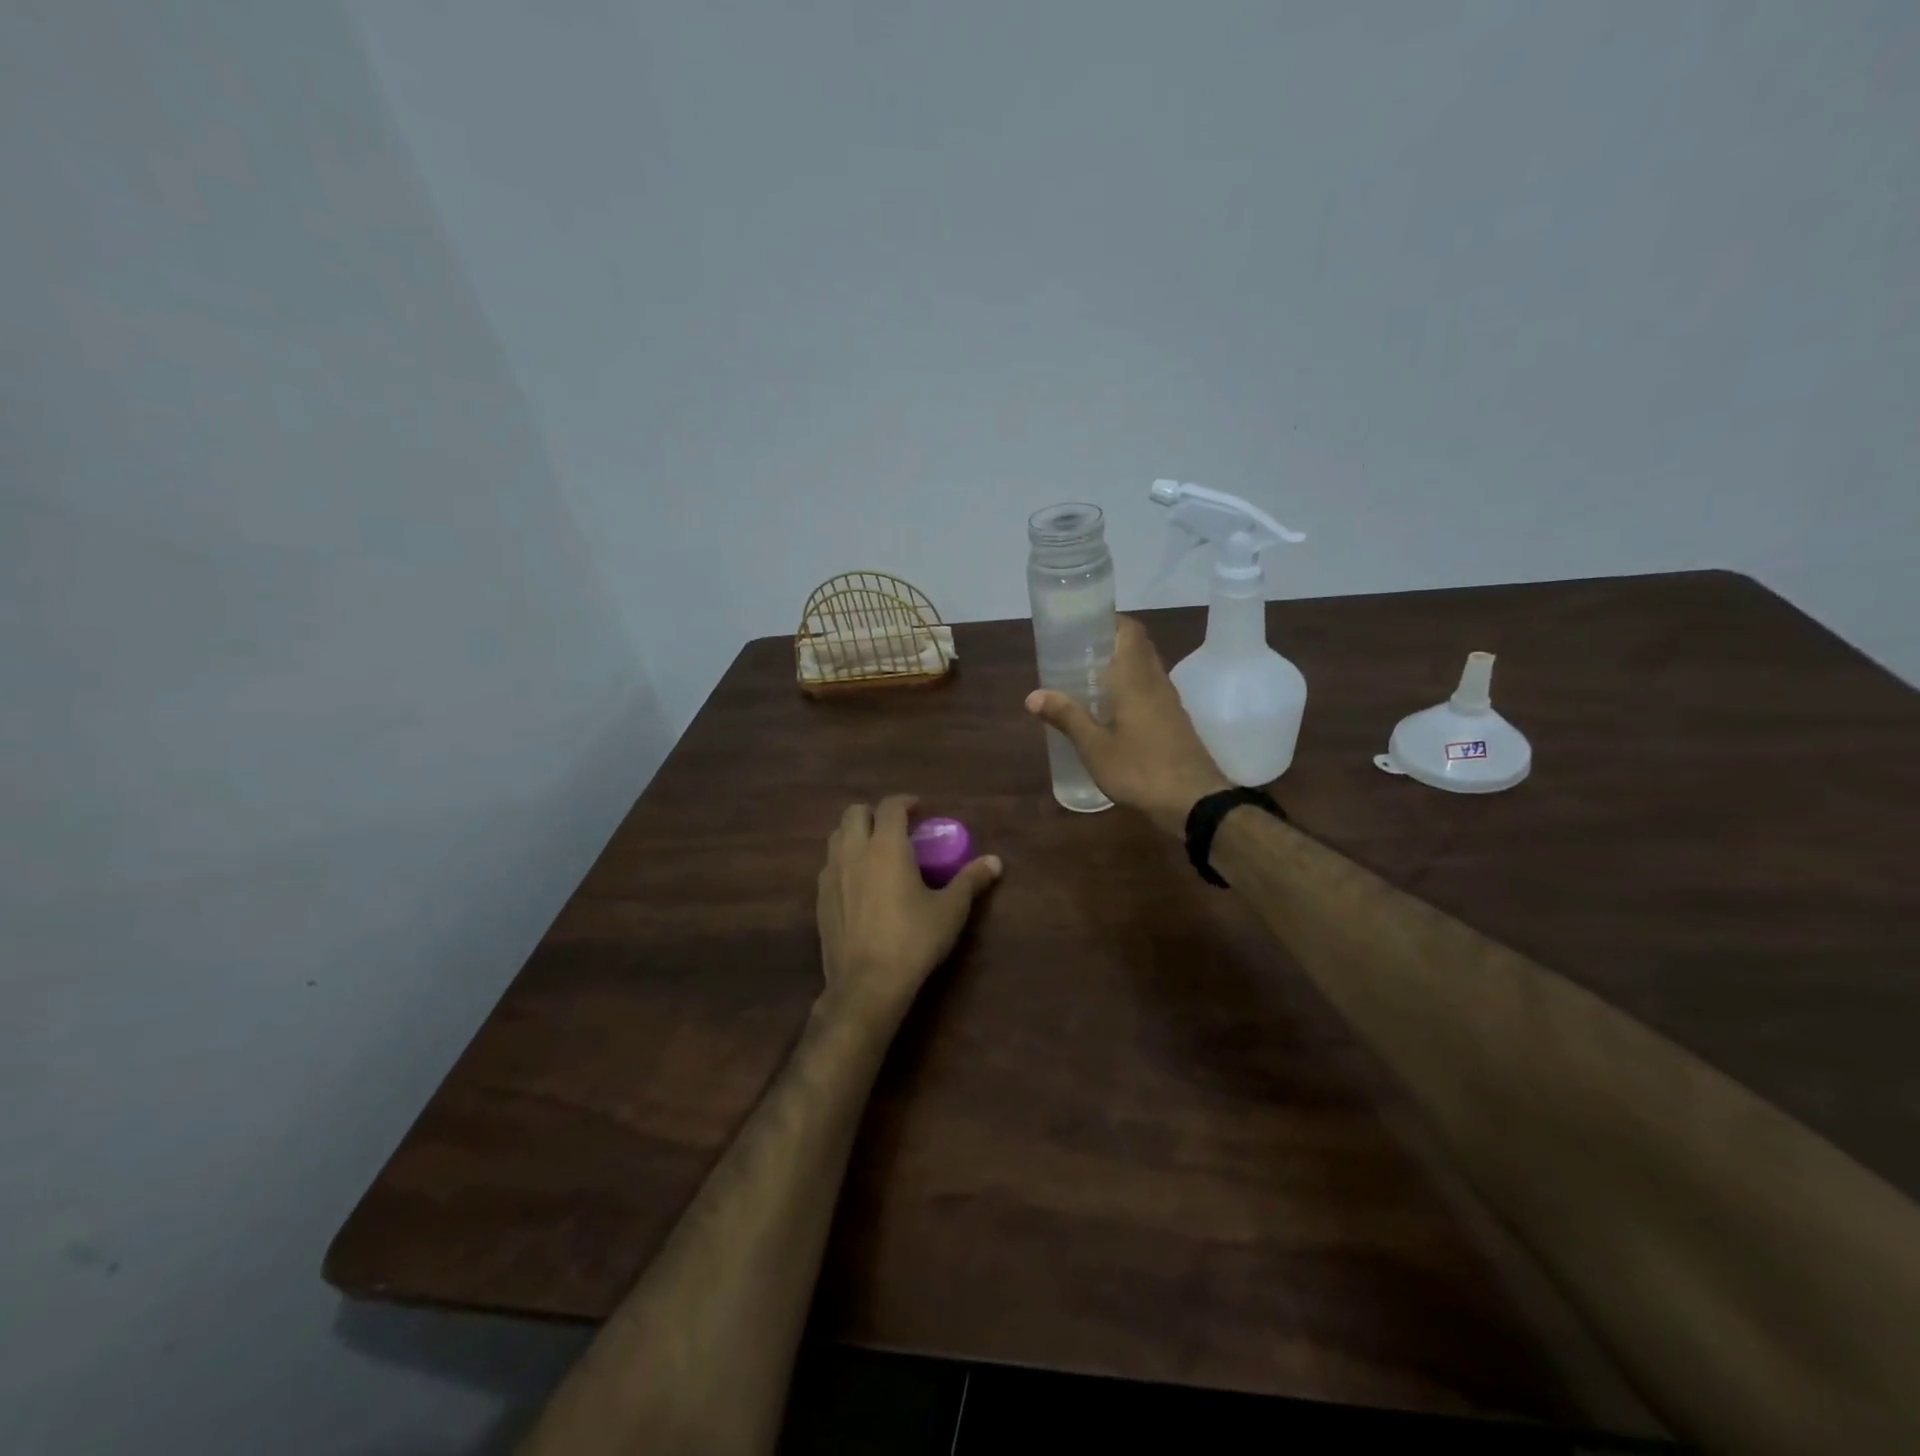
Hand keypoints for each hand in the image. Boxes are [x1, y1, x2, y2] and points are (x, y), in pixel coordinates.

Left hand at [815, 795, 1002, 1029]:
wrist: (867, 984)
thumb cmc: (913, 940)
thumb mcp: (950, 910)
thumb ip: (971, 880)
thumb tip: (995, 862)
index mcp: (886, 846)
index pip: (890, 806)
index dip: (906, 802)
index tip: (920, 809)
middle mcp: (854, 852)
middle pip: (855, 813)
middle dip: (875, 813)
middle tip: (896, 829)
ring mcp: (831, 875)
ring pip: (836, 837)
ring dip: (855, 834)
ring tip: (876, 852)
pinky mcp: (820, 899)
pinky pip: (829, 865)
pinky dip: (844, 861)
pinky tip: (860, 884)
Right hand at [1026, 615, 1230, 835]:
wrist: (1194, 801)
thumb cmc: (1140, 769)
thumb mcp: (1094, 747)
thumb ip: (1066, 717)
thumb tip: (1032, 695)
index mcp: (1135, 678)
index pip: (1129, 630)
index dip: (1109, 621)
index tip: (1082, 625)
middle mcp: (1155, 681)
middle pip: (1137, 647)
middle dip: (1109, 644)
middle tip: (1076, 654)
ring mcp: (1169, 702)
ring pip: (1145, 670)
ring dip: (1120, 668)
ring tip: (1087, 681)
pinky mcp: (1175, 722)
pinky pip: (1150, 691)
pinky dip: (1130, 689)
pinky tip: (1111, 711)